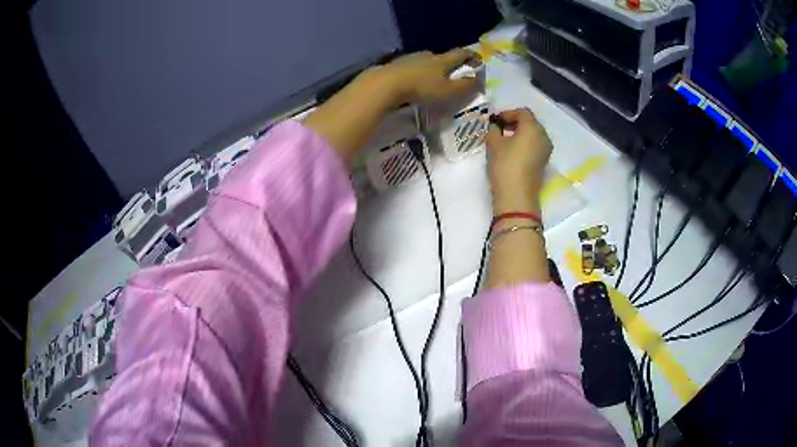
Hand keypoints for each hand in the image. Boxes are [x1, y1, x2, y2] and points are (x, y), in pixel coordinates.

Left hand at [372, 49, 479, 105]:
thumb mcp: (448, 92)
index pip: (460, 54)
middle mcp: (426, 56)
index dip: (471, 56)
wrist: (385, 85)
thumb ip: (465, 87)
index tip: (477, 59)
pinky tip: (412, 83)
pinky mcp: (393, 66)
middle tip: (451, 75)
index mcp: (442, 60)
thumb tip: (480, 81)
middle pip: (440, 57)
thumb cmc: (421, 88)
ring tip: (430, 81)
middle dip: (447, 64)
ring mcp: (408, 59)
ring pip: (423, 62)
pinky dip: (414, 74)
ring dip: (429, 69)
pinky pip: (409, 69)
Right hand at [485, 108, 552, 213]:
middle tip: (499, 128)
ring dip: (521, 134)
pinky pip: (535, 146)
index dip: (507, 113)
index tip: (495, 121)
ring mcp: (546, 150)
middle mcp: (543, 136)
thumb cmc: (505, 165)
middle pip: (530, 122)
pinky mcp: (544, 162)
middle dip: (515, 123)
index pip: (522, 112)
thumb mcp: (493, 144)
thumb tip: (495, 125)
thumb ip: (493, 129)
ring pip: (533, 135)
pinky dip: (525, 144)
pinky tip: (513, 152)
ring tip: (505, 141)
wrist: (516, 196)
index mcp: (533, 127)